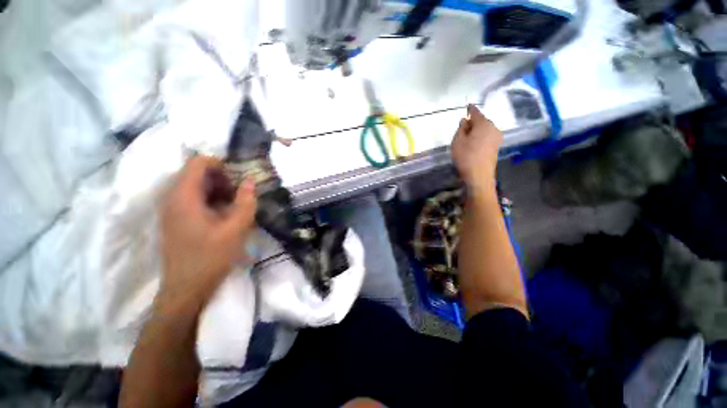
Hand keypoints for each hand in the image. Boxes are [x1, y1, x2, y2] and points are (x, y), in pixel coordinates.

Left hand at [158, 155, 256, 311]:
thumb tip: (250, 181)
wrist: (186, 289)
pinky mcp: (175, 219)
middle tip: (241, 194)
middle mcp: (172, 198)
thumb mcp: (236, 229)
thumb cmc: (210, 258)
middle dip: (222, 179)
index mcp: (184, 197)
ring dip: (218, 190)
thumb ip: (246, 202)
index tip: (239, 177)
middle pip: (196, 173)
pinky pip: (193, 199)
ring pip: (196, 187)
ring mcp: (171, 209)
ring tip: (235, 205)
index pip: (197, 163)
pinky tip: (224, 215)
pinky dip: (211, 200)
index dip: (220, 164)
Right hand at [451, 105, 502, 192]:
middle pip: (482, 121)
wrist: (479, 175)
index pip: (476, 112)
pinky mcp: (496, 146)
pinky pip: (487, 136)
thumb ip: (461, 129)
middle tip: (463, 124)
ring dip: (477, 130)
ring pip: (485, 129)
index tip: (467, 105)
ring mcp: (497, 138)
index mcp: (484, 124)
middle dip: (473, 121)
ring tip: (467, 134)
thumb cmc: (466, 156)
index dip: (470, 109)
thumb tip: (464, 121)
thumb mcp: (458, 141)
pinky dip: (480, 136)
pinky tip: (474, 141)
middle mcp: (493, 128)